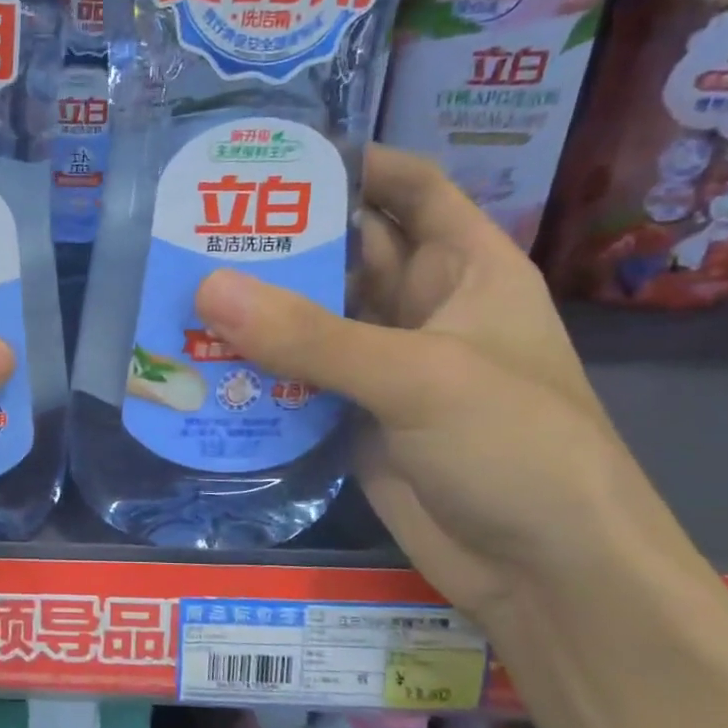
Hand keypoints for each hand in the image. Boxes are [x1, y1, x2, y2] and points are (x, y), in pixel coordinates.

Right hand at [194, 144, 673, 630]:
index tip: (281, 154)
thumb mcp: (419, 377)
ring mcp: (386, 369)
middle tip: (200, 223)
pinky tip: (202, 360)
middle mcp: (424, 311)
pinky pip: (299, 381)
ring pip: (315, 321)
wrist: (544, 573)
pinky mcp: (355, 420)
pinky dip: (257, 371)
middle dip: (285, 239)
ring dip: (261, 308)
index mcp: (467, 270)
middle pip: (348, 254)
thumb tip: (207, 288)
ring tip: (183, 283)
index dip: (358, 163)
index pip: (414, 190)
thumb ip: (312, 335)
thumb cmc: (515, 448)